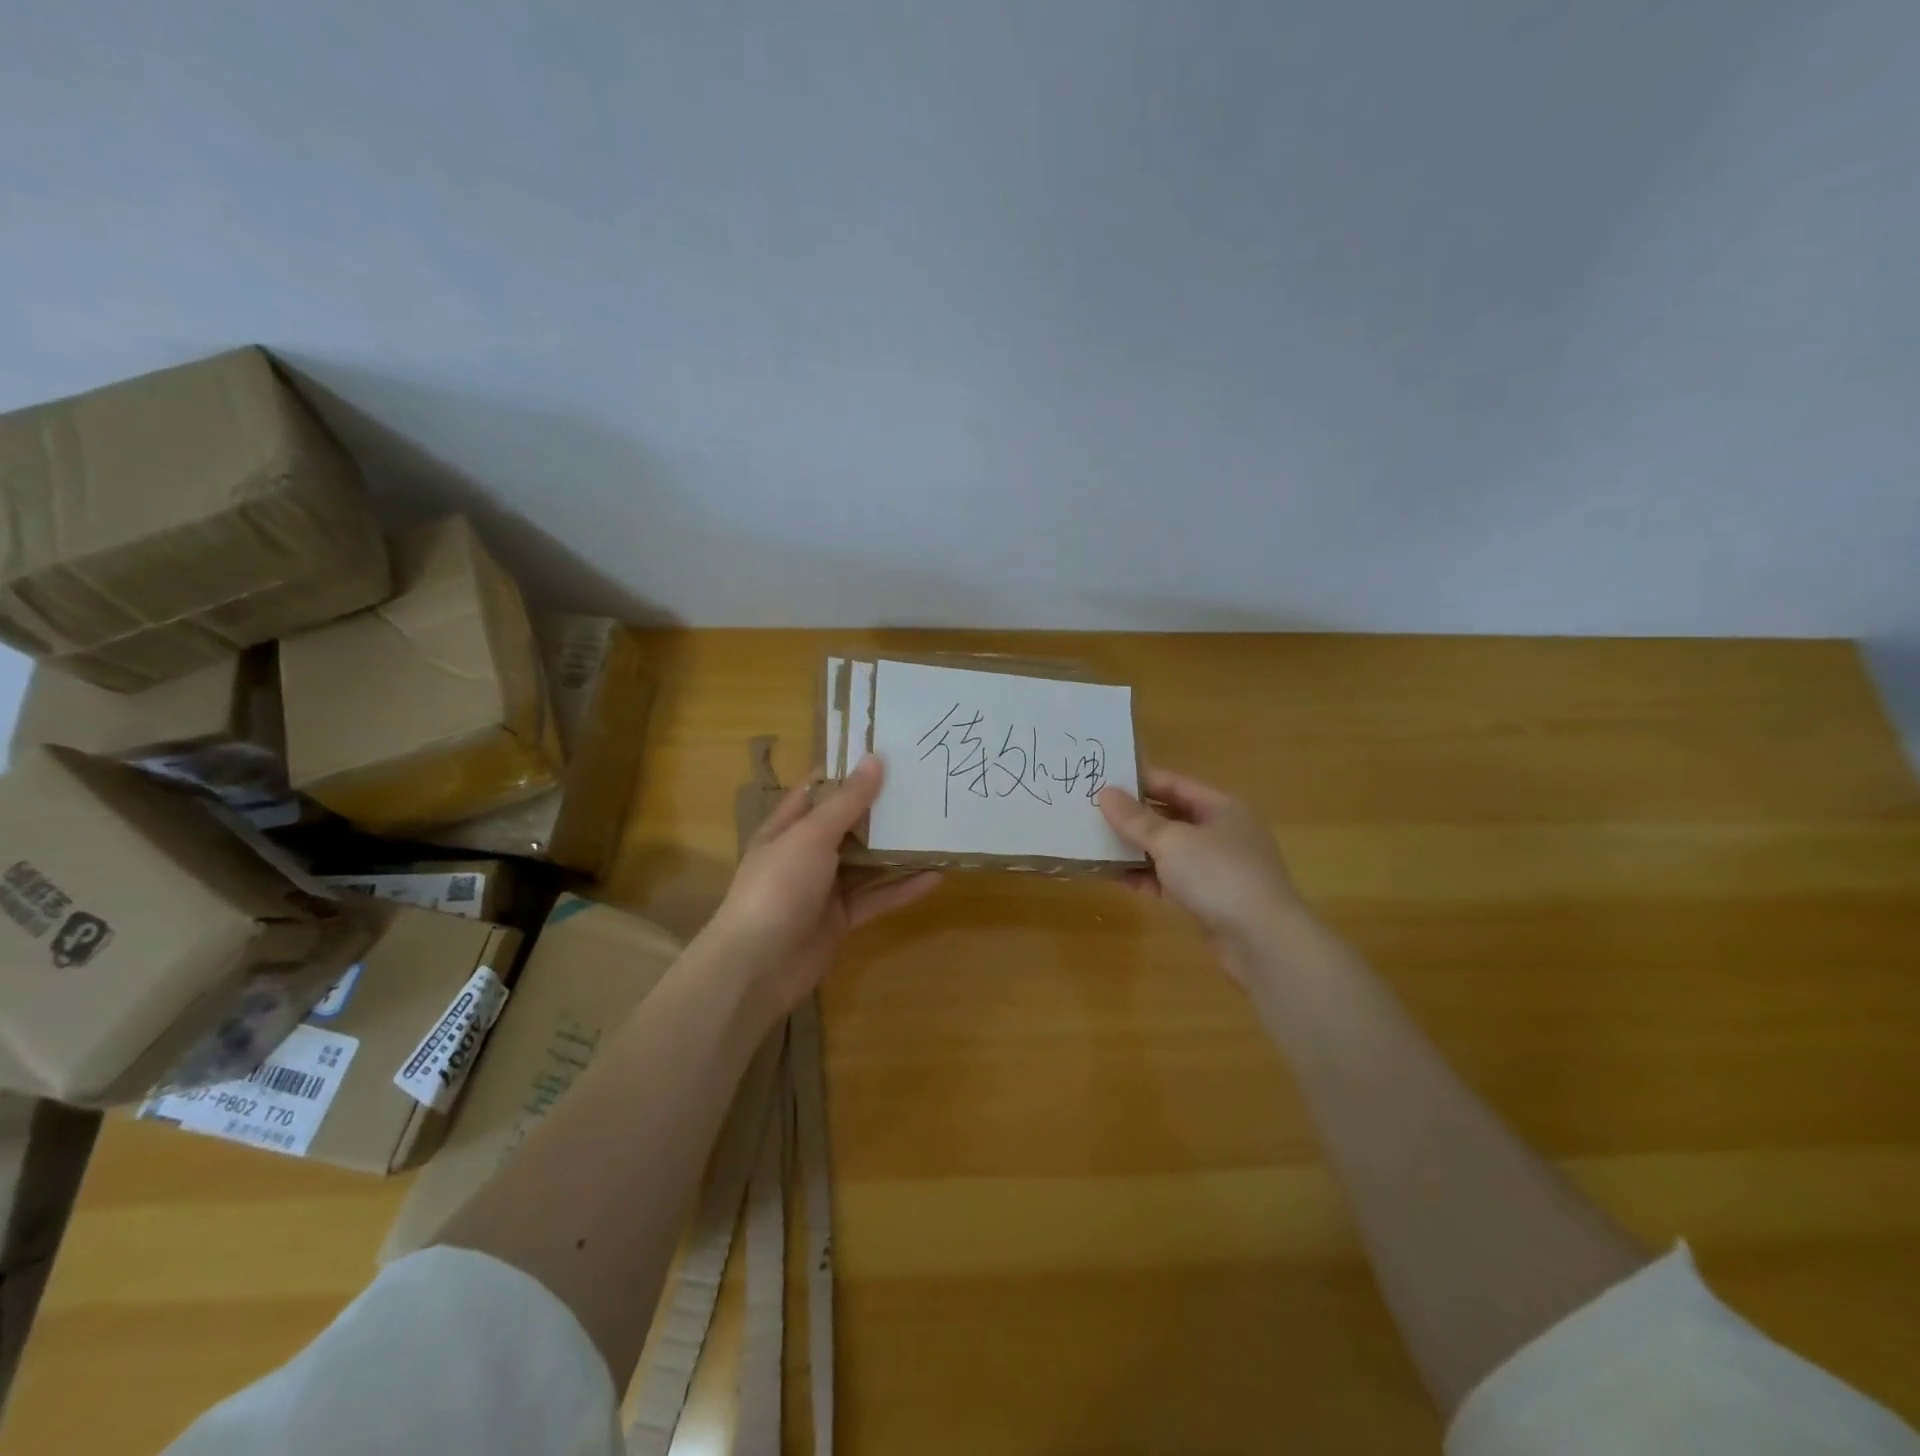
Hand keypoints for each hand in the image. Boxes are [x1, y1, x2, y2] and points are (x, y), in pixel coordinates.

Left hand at [707, 755, 940, 1012]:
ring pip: (866, 863)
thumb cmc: (778, 887)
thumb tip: (874, 759)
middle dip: (881, 810)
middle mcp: (805, 854)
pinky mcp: (841, 919)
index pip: (820, 790)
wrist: (758, 967)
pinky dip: (903, 889)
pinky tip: (935, 878)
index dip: (849, 772)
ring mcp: (824, 889)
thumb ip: (846, 802)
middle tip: (923, 788)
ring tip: (935, 830)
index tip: (888, 754)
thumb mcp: (811, 836)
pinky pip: (876, 899)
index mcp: (787, 828)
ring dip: (896, 850)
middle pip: (848, 826)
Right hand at [1096, 766, 1306, 982]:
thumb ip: (1136, 819)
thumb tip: (1105, 794)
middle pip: (1170, 815)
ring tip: (1095, 843)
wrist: (1262, 942)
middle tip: (1091, 812)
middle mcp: (1221, 832)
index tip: (1101, 780)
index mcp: (1222, 807)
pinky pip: (1169, 879)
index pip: (1174, 783)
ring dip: (1135, 848)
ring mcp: (1216, 867)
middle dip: (1133, 816)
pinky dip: (1145, 876)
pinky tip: (1114, 876)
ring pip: (1168, 849)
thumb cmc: (1219, 876)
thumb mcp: (1172, 841)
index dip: (1138, 780)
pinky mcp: (1207, 898)